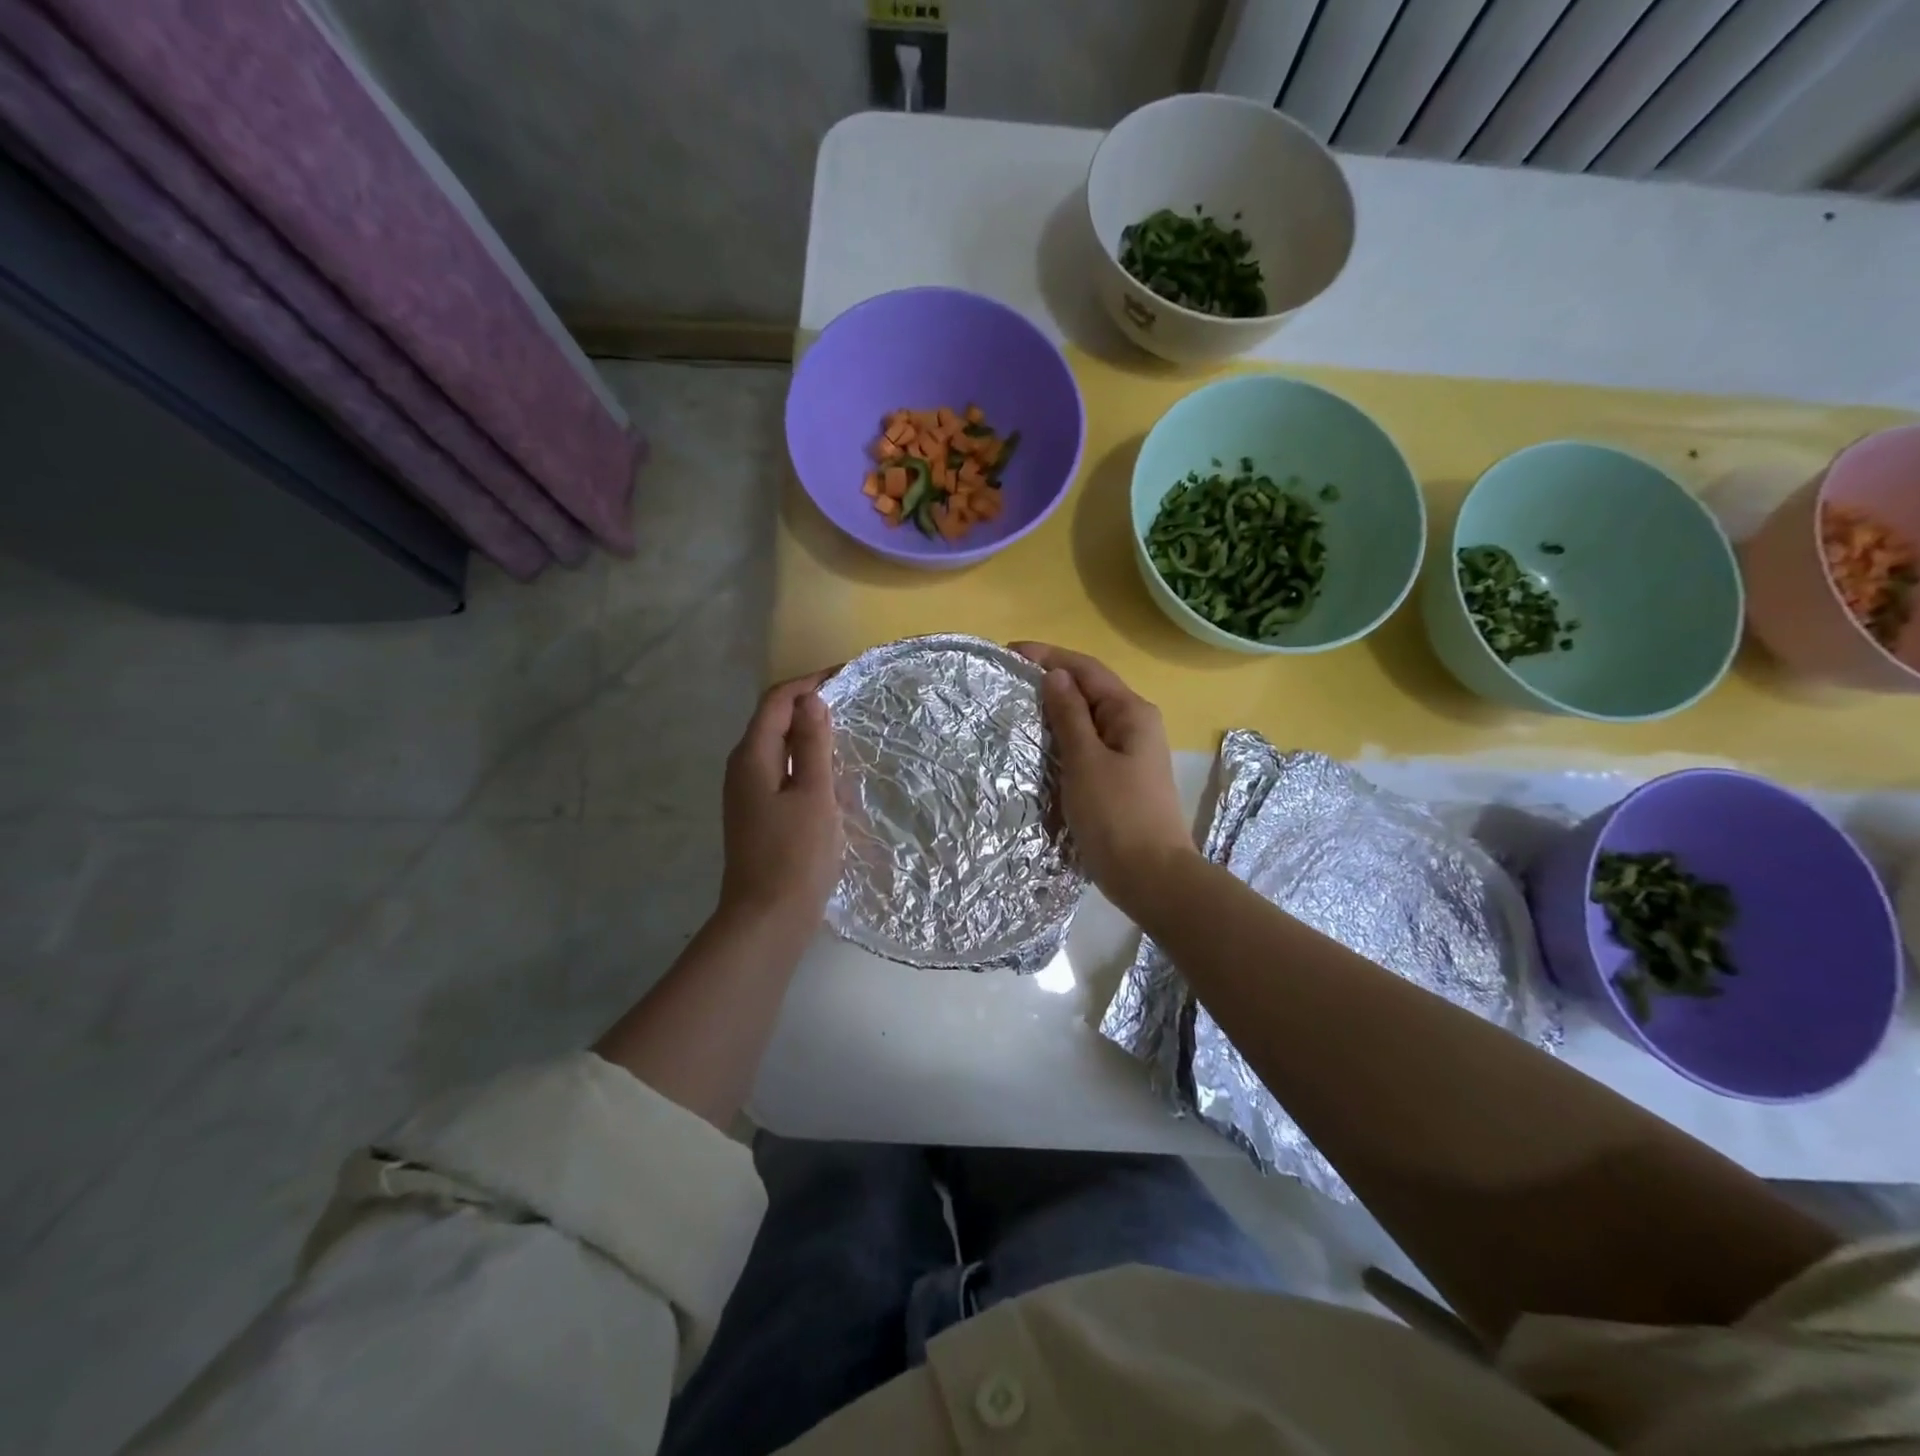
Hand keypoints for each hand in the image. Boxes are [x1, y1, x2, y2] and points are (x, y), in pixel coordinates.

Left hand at [718, 671, 843, 929]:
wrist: (767, 919)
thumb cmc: (795, 855)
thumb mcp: (813, 795)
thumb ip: (811, 745)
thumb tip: (811, 700)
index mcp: (752, 757)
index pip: (777, 701)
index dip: (809, 683)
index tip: (847, 676)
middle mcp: (742, 768)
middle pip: (773, 720)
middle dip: (809, 705)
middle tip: (852, 701)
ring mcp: (747, 793)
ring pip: (778, 747)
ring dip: (808, 733)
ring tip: (847, 731)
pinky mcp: (758, 814)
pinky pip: (781, 771)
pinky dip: (805, 761)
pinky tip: (830, 772)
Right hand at [1013, 643, 1197, 914]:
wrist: (1152, 877)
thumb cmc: (1117, 816)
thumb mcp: (1087, 761)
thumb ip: (1070, 715)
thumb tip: (1055, 675)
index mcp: (1132, 712)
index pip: (1086, 670)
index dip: (1049, 656)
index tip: (1010, 652)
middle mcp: (1135, 725)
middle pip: (1089, 690)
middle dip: (1050, 681)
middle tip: (1007, 681)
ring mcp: (1130, 752)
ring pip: (1088, 719)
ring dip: (1056, 710)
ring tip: (1017, 708)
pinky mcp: (1121, 777)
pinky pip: (1089, 745)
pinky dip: (1064, 738)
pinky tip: (1041, 745)